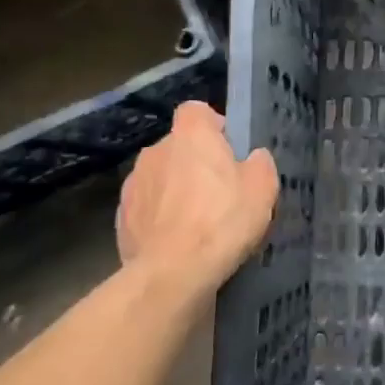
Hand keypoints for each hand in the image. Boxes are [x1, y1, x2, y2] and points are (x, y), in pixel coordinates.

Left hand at [117, 102, 277, 288]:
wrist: (172, 273)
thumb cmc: (223, 220)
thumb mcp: (263, 189)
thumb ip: (260, 164)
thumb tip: (252, 158)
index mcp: (191, 135)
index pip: (196, 110)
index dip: (213, 125)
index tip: (229, 148)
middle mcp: (156, 150)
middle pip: (179, 146)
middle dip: (195, 162)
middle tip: (220, 190)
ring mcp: (133, 184)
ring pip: (161, 176)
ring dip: (175, 189)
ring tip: (197, 221)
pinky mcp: (121, 217)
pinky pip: (147, 207)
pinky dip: (160, 217)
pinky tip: (177, 241)